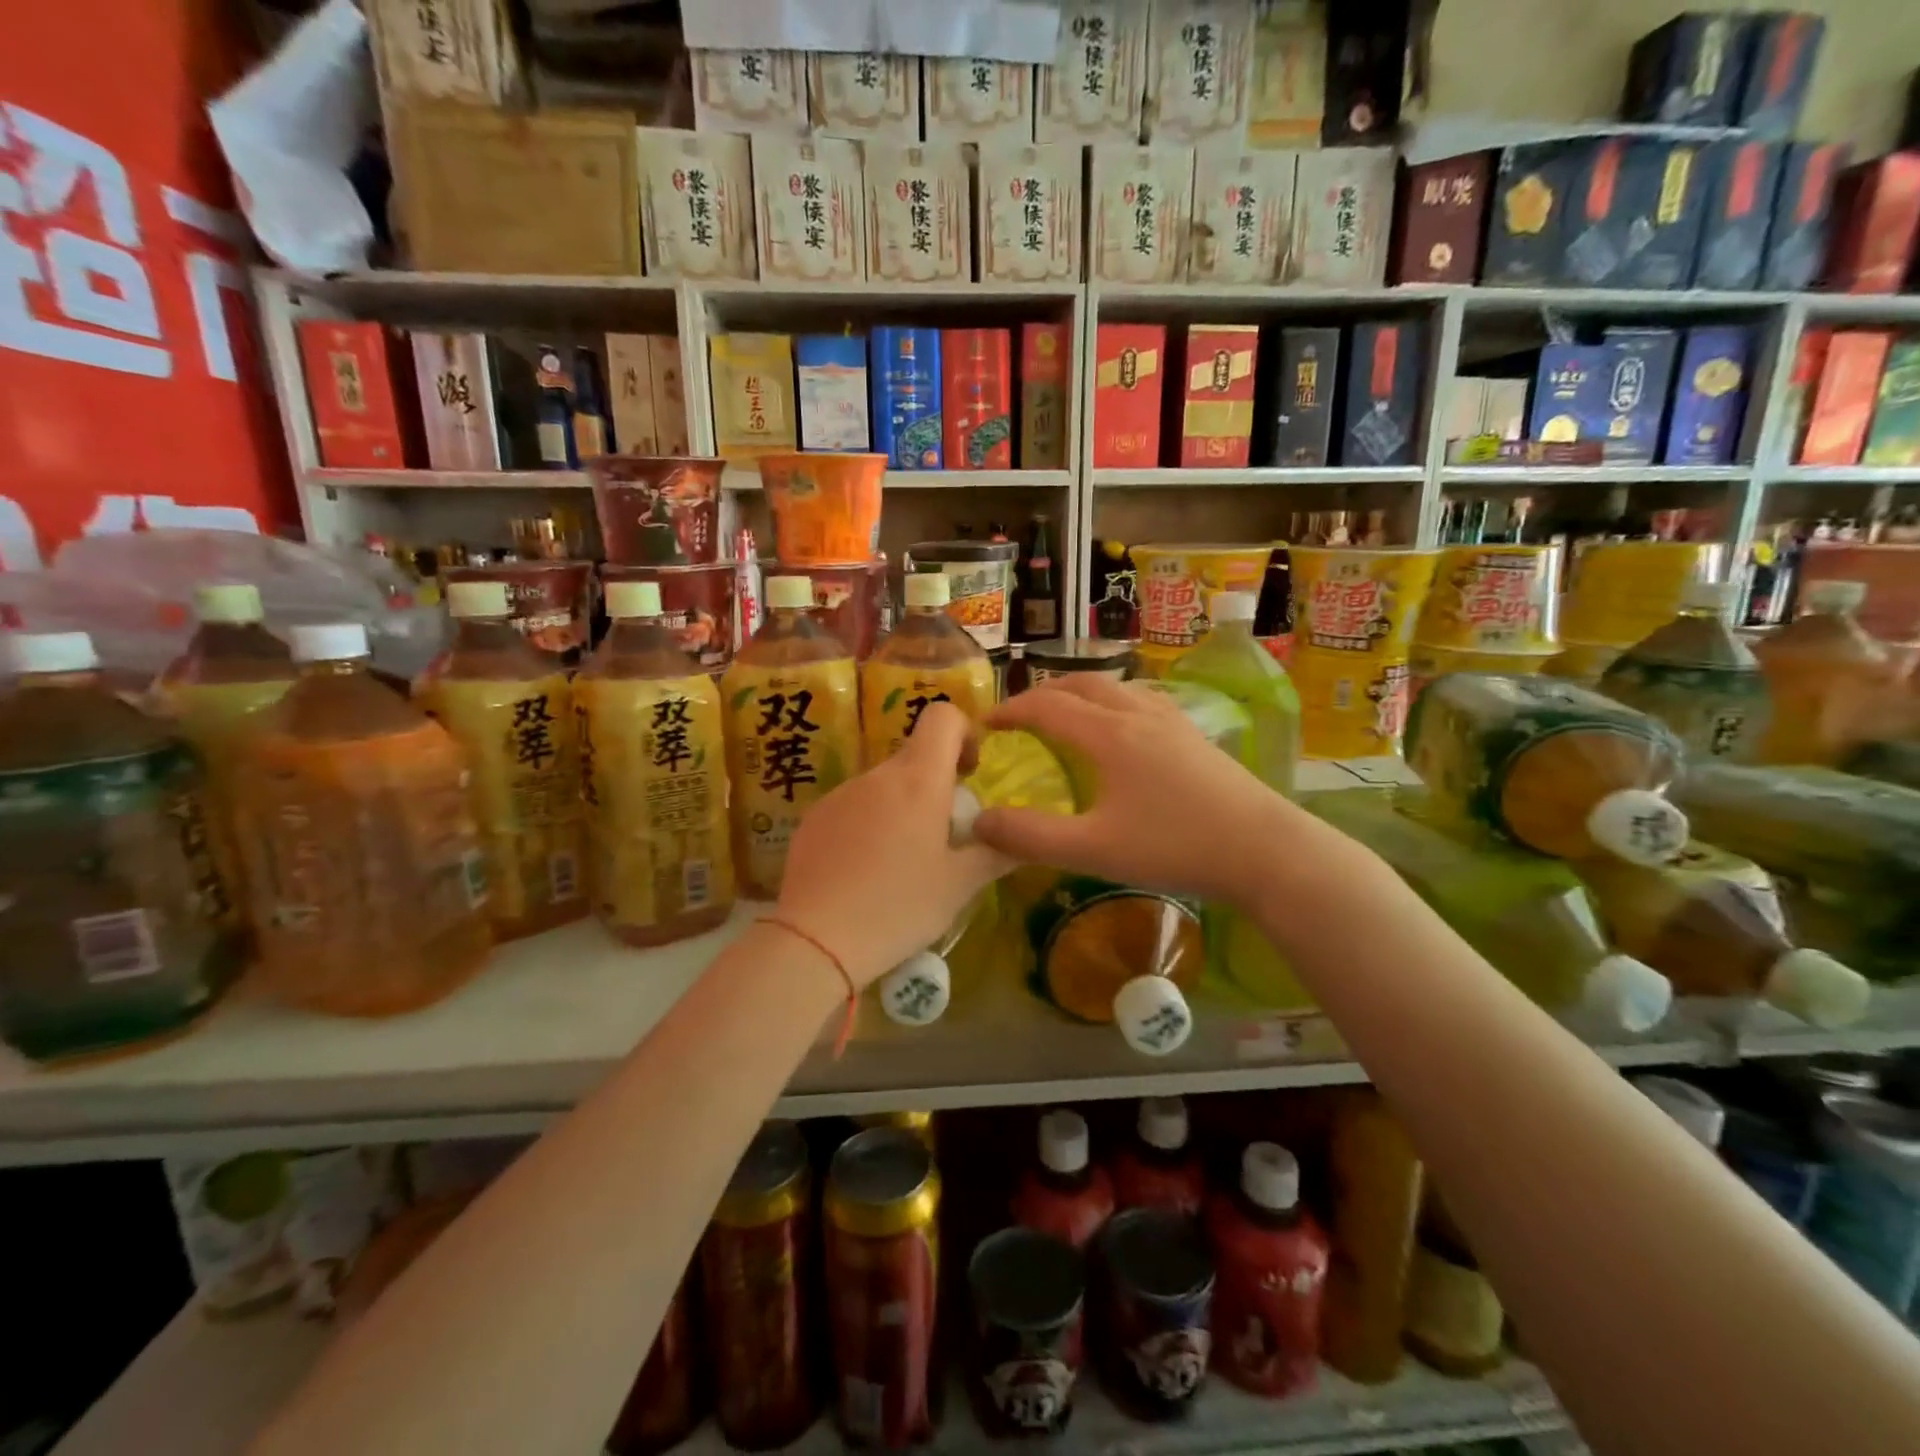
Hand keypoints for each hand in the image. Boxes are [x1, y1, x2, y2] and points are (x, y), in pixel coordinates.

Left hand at [776, 701, 1009, 986]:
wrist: (815, 940)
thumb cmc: (899, 907)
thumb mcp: (960, 886)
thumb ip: (996, 852)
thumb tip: (1020, 837)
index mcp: (918, 780)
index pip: (942, 717)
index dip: (963, 732)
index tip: (969, 773)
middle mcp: (876, 775)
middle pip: (914, 757)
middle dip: (936, 784)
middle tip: (944, 837)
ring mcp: (839, 794)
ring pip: (883, 786)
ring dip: (901, 808)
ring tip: (901, 864)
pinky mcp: (813, 818)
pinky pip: (852, 807)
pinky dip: (868, 825)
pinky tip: (864, 873)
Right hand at [971, 676, 1306, 906]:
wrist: (1264, 849)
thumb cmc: (1174, 847)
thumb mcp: (1093, 849)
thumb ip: (1031, 837)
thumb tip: (978, 822)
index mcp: (1108, 734)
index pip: (1046, 707)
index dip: (1010, 710)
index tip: (985, 724)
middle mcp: (1137, 714)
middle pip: (1081, 684)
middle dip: (1043, 694)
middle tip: (1020, 716)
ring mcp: (1171, 720)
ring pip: (1115, 687)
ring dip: (1079, 693)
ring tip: (1065, 715)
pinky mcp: (1194, 734)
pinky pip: (1141, 699)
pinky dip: (1112, 702)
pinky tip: (1122, 728)